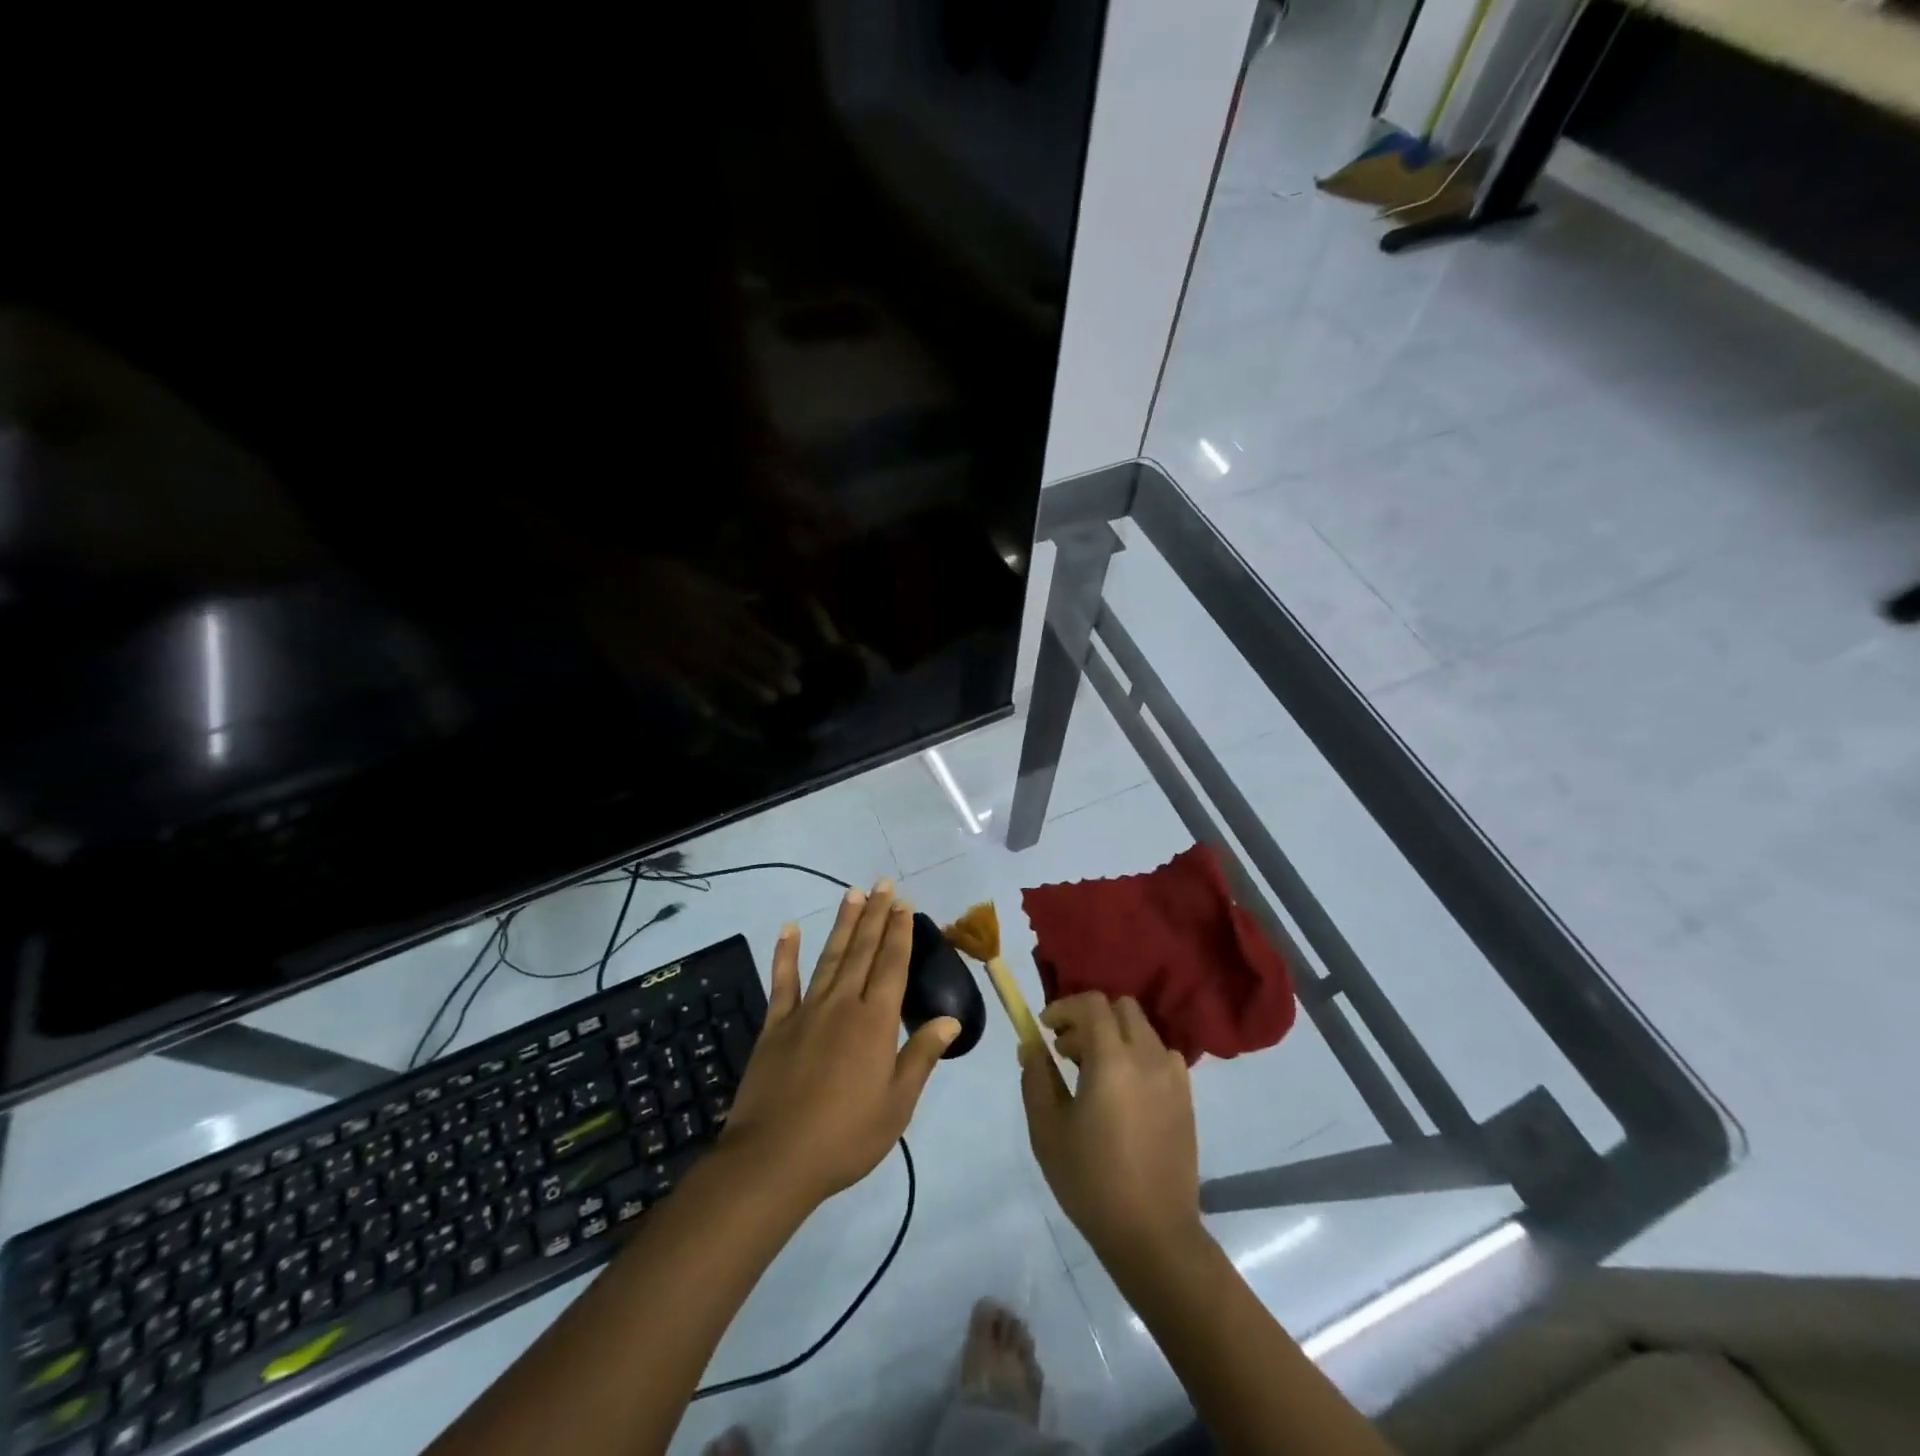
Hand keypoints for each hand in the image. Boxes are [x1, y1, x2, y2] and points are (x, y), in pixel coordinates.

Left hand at [723, 881, 959, 1209]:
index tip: (905, 904)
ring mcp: (806, 1011)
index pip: (893, 965)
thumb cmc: (846, 1136)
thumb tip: (951, 1019)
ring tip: (853, 894)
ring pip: (830, 956)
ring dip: (843, 924)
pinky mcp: (776, 1025)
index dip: (900, 932)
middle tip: (883, 884)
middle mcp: (843, 1004)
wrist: (775, 1159)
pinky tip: (790, 929)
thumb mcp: (897, 1104)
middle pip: (864, 951)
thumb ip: (922, 1056)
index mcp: (876, 1022)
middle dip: (876, 916)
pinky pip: (783, 981)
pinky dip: (786, 953)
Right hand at [1021, 993, 1204, 1266]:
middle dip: (1090, 1017)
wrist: (1153, 1234)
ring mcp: (1173, 1076)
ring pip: (1142, 1029)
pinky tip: (1124, 1091)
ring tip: (1094, 1072)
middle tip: (1067, 1049)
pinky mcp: (1186, 1097)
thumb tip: (1031, 1045)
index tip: (1045, 1028)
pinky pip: (1160, 1055)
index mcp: (1113, 1060)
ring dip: (1115, 1035)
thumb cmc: (1091, 1181)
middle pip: (1121, 1008)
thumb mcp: (1047, 1129)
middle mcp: (1147, 1057)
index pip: (1092, 1004)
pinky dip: (1138, 1055)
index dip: (1064, 1007)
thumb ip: (1036, 1078)